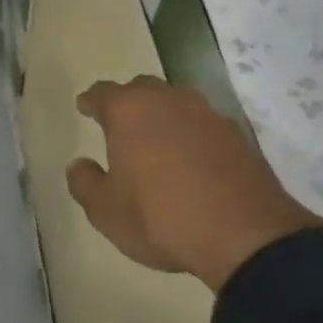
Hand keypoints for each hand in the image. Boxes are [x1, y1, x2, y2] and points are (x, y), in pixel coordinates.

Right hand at [67, 76, 322, 291]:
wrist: (244, 234)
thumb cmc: (161, 218)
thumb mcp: (107, 212)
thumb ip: (85, 183)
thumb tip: (78, 165)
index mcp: (130, 111)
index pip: (103, 93)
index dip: (91, 101)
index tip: (85, 106)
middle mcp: (168, 100)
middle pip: (141, 89)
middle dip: (127, 102)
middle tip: (119, 122)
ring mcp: (207, 113)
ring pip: (176, 102)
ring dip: (163, 115)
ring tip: (156, 139)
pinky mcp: (236, 133)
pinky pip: (203, 123)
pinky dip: (192, 133)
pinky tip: (191, 157)